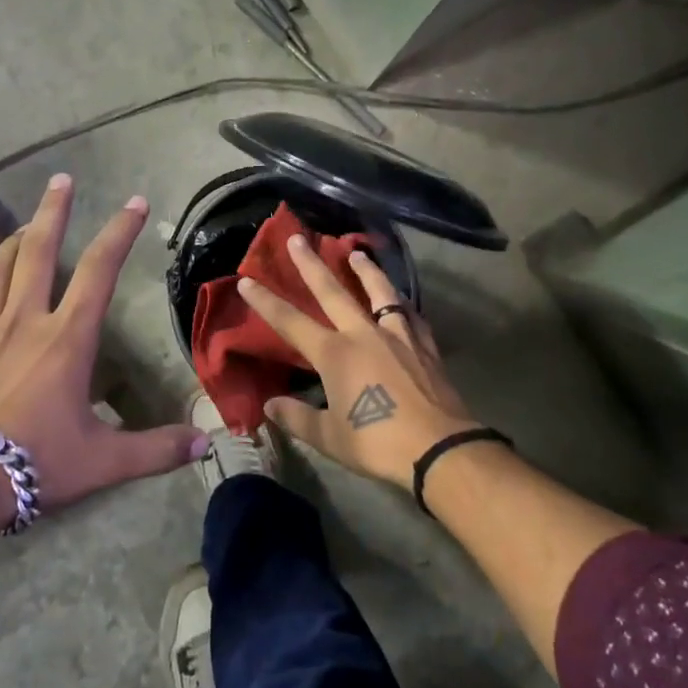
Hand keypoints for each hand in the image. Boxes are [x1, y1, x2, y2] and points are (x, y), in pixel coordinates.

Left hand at [0, 174, 206, 512]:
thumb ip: (156, 449)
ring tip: (22, 226)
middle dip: (53, 211)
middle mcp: (23, 320)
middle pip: (38, 252)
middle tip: (61, 180)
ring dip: (11, 242)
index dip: (119, 232)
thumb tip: (206, 444)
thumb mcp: (104, 460)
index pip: (99, 270)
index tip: (134, 202)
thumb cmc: (34, 463)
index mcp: (66, 338)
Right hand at [238, 236, 479, 490]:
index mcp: (335, 355)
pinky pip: (411, 317)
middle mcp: (364, 335)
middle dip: (312, 264)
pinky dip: (402, 305)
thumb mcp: (329, 437)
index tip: (247, 280)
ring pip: (380, 293)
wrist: (440, 449)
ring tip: (357, 253)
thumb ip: (297, 417)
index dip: (266, 302)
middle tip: (299, 238)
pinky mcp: (426, 348)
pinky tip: (402, 301)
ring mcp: (398, 337)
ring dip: (366, 271)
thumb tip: (269, 406)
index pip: (291, 322)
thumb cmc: (377, 444)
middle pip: (333, 292)